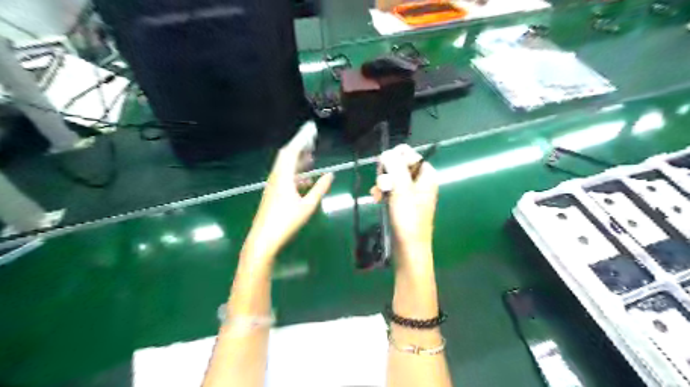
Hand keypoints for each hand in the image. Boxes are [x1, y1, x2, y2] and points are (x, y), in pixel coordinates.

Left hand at [243, 138, 335, 261]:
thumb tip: (330, 175)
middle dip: (299, 146)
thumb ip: (319, 189)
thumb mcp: (307, 206)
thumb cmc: (286, 222)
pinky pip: (286, 177)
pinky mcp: (273, 193)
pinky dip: (296, 173)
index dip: (302, 139)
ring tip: (312, 155)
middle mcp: (276, 177)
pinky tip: (307, 179)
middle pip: (286, 156)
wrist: (263, 239)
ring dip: (298, 160)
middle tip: (311, 139)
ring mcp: (273, 185)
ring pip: (286, 166)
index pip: (292, 151)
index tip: (311, 129)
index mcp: (283, 177)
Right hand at [376, 144, 438, 271]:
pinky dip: (383, 192)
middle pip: (398, 164)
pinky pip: (390, 188)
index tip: (385, 171)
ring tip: (378, 195)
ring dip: (382, 183)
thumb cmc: (408, 218)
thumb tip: (387, 153)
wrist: (408, 247)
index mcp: (426, 174)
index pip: (407, 153)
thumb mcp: (402, 189)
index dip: (394, 159)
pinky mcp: (403, 200)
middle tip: (382, 185)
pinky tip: (377, 199)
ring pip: (392, 176)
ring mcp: (411, 191)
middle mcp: (420, 180)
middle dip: (386, 173)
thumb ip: (395, 167)